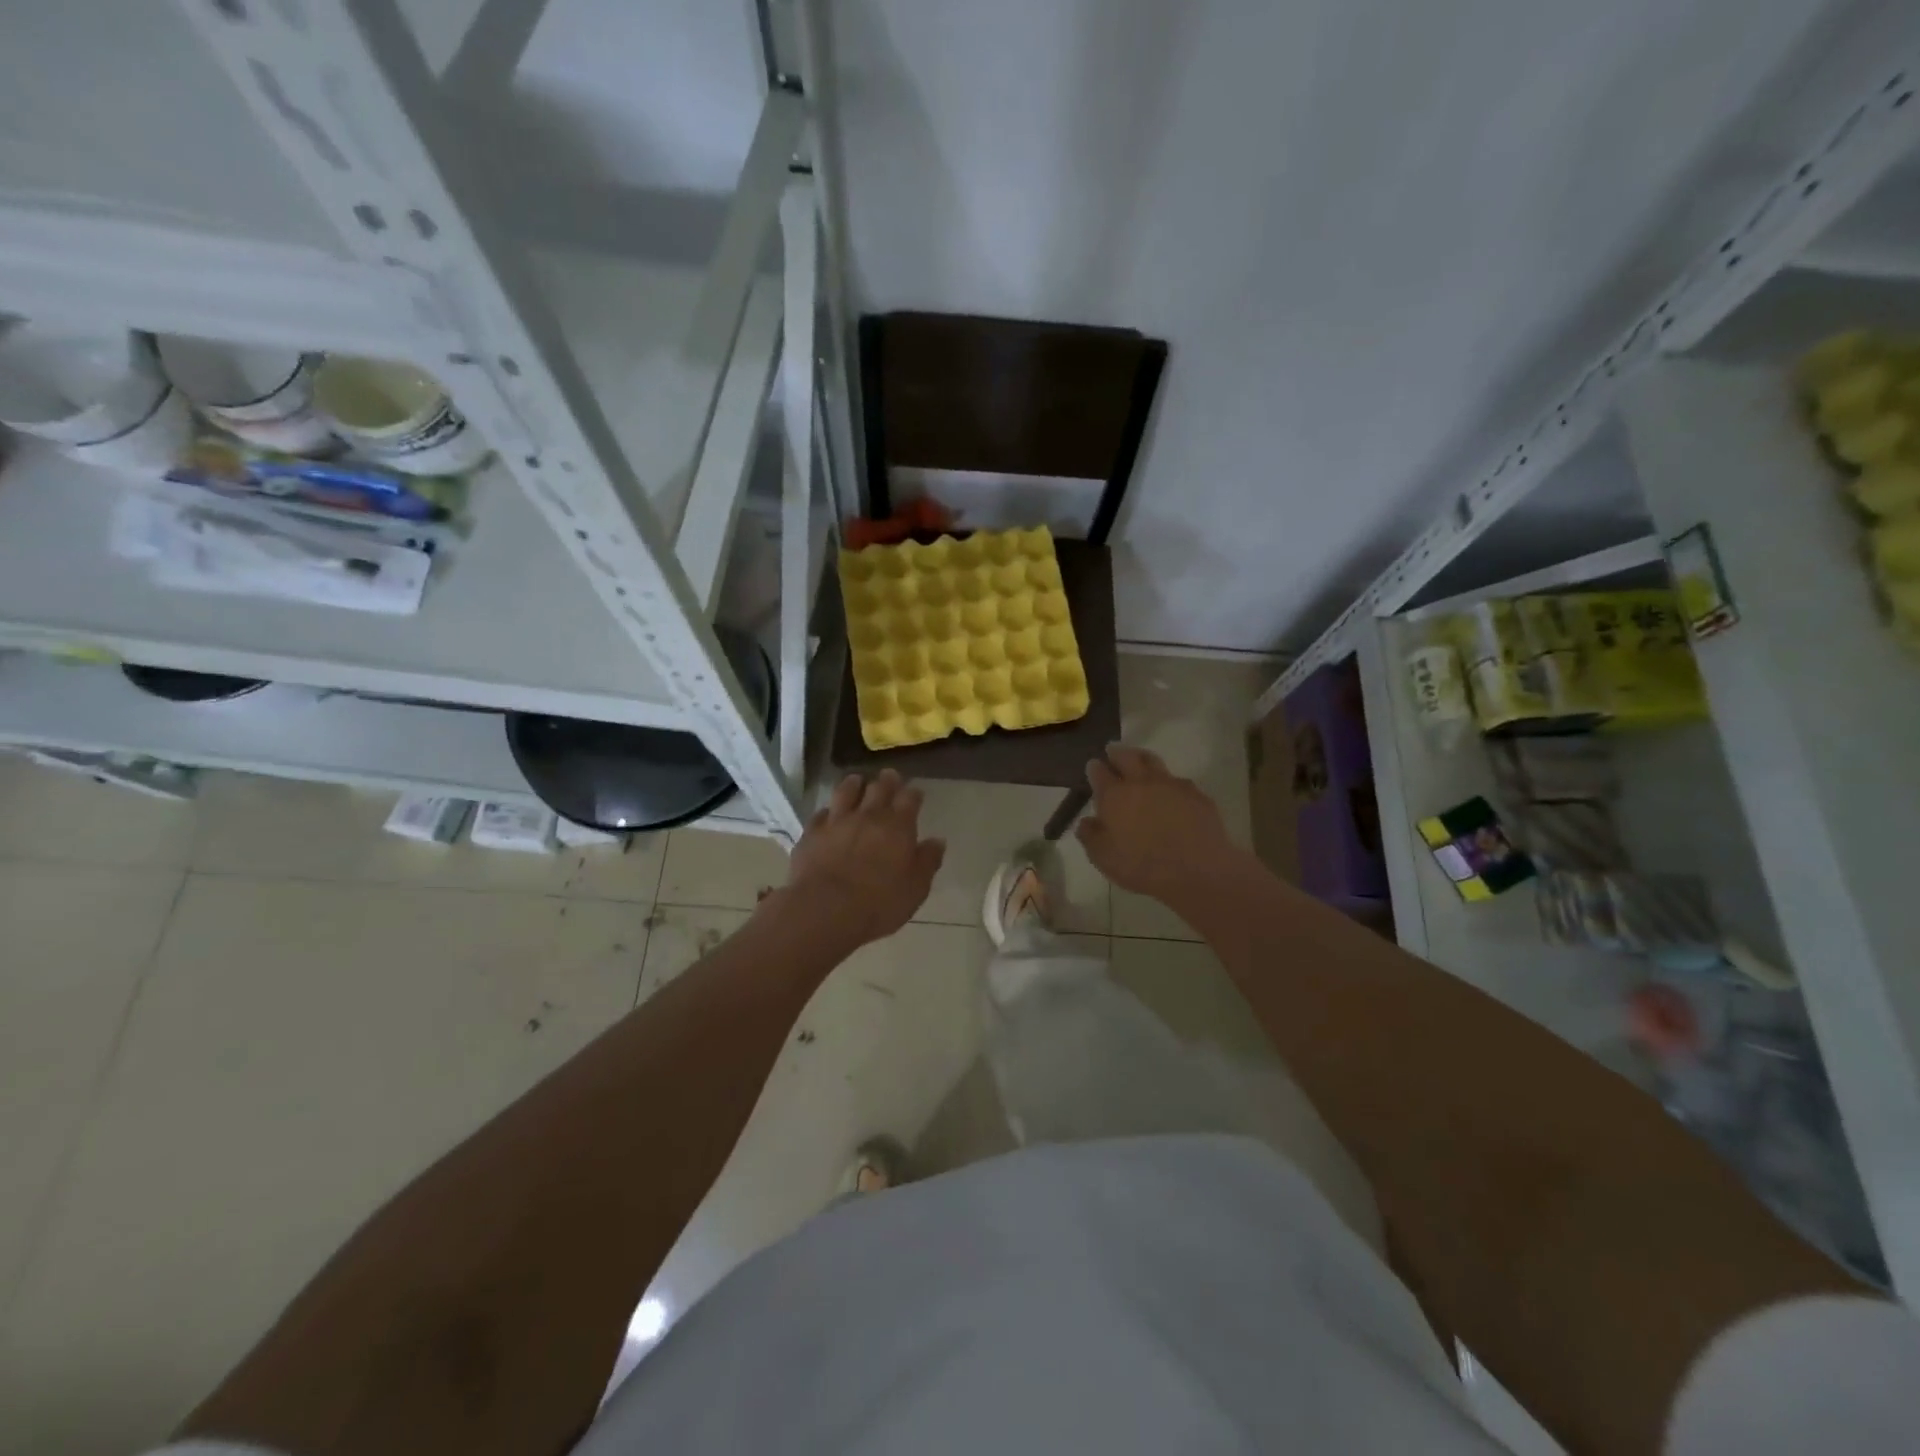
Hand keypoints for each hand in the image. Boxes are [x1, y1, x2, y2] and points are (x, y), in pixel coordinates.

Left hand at [780, 771, 944, 946]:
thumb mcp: (915, 888)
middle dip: (887, 781)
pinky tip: (828, 813)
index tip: (915, 793)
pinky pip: (821, 813)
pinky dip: (828, 811)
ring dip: (854, 784)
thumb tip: (937, 841)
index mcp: (898, 826)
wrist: (826, 909)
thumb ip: (927, 861)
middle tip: (889, 776)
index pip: (909, 799)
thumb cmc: (879, 903)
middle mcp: (868, 816)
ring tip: (857, 781)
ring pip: (846, 791)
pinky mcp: (812, 832)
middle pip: (879, 788)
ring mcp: (837, 821)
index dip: (913, 794)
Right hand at [1076, 745, 1242, 905]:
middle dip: (1117, 752)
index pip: (1099, 773)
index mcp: (1115, 796)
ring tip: (1139, 760)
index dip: (1094, 768)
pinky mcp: (1196, 794)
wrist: (1197, 870)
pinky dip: (1169, 781)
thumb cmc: (1143, 866)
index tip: (1092, 764)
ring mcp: (1171, 785)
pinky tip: (1170, 790)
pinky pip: (1178, 781)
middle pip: (1127, 756)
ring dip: (1142, 758)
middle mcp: (1141, 782)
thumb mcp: (1104, 858)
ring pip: (1153, 761)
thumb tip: (1086, 821)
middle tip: (1112, 749)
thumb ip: (1090, 836)